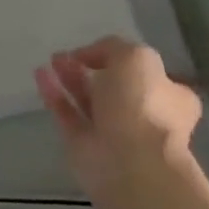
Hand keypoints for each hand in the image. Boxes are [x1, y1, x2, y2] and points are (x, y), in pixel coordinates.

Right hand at [34, 37, 202, 195]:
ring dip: (69, 77)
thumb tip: (88, 55)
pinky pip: (65, 111)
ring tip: (51, 60)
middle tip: (66, 54)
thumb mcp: (136, 58)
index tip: (95, 50)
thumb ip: (113, 47)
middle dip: (89, 67)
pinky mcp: (81, 141)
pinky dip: (53, 92)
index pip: (145, 73)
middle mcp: (141, 113)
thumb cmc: (142, 106)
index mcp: (169, 95)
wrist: (128, 160)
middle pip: (112, 85)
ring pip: (86, 98)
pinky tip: (39, 74)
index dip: (119, 59)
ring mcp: (110, 129)